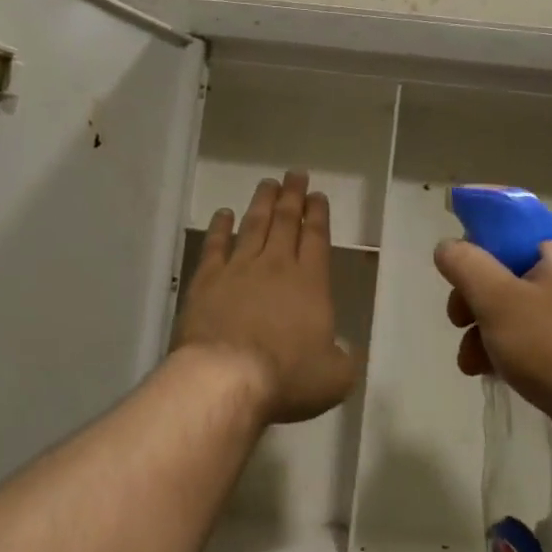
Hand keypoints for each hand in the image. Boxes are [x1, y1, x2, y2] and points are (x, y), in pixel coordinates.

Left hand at [174, 170, 360, 426]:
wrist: (227, 377)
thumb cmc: (286, 377)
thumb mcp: (335, 377)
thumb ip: (344, 358)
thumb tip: (344, 348)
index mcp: (311, 283)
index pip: (316, 238)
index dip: (318, 215)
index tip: (317, 195)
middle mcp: (276, 266)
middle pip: (286, 222)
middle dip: (292, 197)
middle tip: (295, 174)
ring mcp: (238, 269)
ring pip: (253, 226)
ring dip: (262, 203)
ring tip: (267, 184)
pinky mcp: (206, 280)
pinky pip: (215, 245)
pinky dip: (220, 227)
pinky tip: (223, 213)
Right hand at [434, 235, 551, 468]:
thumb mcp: (496, 297)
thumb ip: (464, 264)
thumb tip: (447, 248)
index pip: (506, 238)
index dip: (474, 260)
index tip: (457, 288)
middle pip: (508, 277)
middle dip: (476, 306)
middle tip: (459, 326)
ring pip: (519, 313)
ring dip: (487, 334)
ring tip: (471, 364)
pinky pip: (539, 341)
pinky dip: (513, 353)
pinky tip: (493, 374)